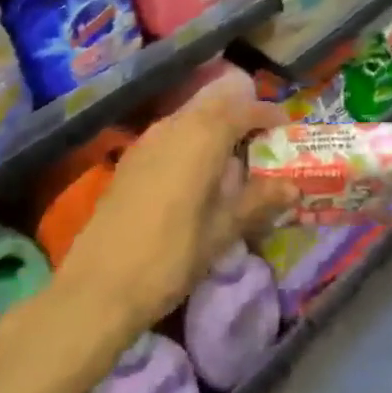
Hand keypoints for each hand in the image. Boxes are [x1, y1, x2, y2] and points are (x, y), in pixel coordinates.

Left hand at [50, 79, 289, 332]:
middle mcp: (175, 127)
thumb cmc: (170, 256)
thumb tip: (293, 187)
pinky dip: (192, 136)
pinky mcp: (130, 160)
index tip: (286, 124)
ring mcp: (147, 141)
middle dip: (241, 112)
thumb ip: (259, 201)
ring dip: (215, 123)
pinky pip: (171, 132)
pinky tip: (198, 168)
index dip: (267, 113)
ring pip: (190, 116)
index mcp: (203, 137)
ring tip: (235, 150)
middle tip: (262, 133)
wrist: (97, 288)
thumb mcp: (223, 230)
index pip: (243, 109)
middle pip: (214, 104)